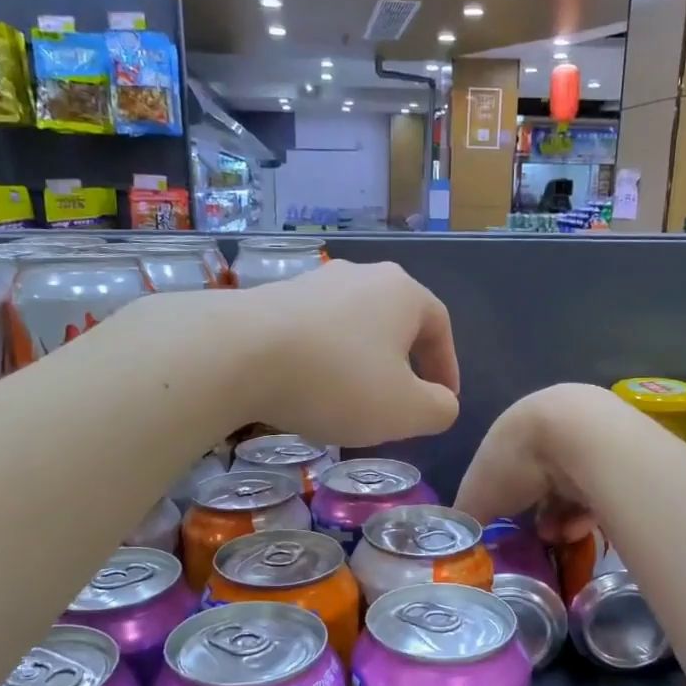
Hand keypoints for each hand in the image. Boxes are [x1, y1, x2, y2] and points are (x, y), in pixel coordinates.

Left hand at [235, 259, 460, 446]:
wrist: (238, 353)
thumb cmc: (338, 381)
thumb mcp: (406, 411)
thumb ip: (439, 410)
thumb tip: (441, 402)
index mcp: (403, 292)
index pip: (440, 327)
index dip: (447, 367)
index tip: (442, 401)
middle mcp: (361, 275)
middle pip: (395, 323)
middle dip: (402, 364)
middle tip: (399, 401)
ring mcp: (314, 282)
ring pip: (352, 327)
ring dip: (359, 362)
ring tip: (350, 400)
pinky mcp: (273, 297)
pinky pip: (314, 332)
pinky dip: (322, 360)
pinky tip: (307, 389)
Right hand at [454, 384, 614, 543]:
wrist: (580, 436)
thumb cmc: (518, 461)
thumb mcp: (477, 494)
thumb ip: (468, 515)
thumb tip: (461, 537)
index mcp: (516, 428)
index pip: (506, 466)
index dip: (504, 498)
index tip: (506, 525)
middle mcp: (553, 426)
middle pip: (543, 478)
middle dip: (538, 512)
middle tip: (536, 536)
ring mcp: (590, 437)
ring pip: (573, 487)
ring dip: (563, 518)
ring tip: (560, 538)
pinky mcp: (622, 455)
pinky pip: (602, 490)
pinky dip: (588, 513)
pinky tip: (581, 529)